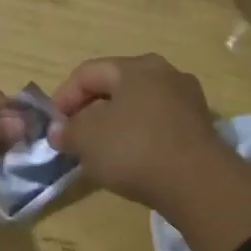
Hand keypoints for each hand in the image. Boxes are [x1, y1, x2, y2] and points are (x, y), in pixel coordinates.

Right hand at [50, 53, 250, 250]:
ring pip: (137, 107)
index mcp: (137, 67)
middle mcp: (166, 73)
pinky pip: (157, 125)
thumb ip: (68, 131)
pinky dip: (138, 137)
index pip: (87, 73)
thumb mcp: (87, 138)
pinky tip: (129, 160)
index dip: (62, 98)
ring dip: (114, 125)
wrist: (197, 183)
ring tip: (98, 151)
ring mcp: (187, 100)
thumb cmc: (134, 149)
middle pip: (115, 87)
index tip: (52, 126)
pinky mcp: (199, 128)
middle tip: (73, 137)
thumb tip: (59, 131)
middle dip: (89, 111)